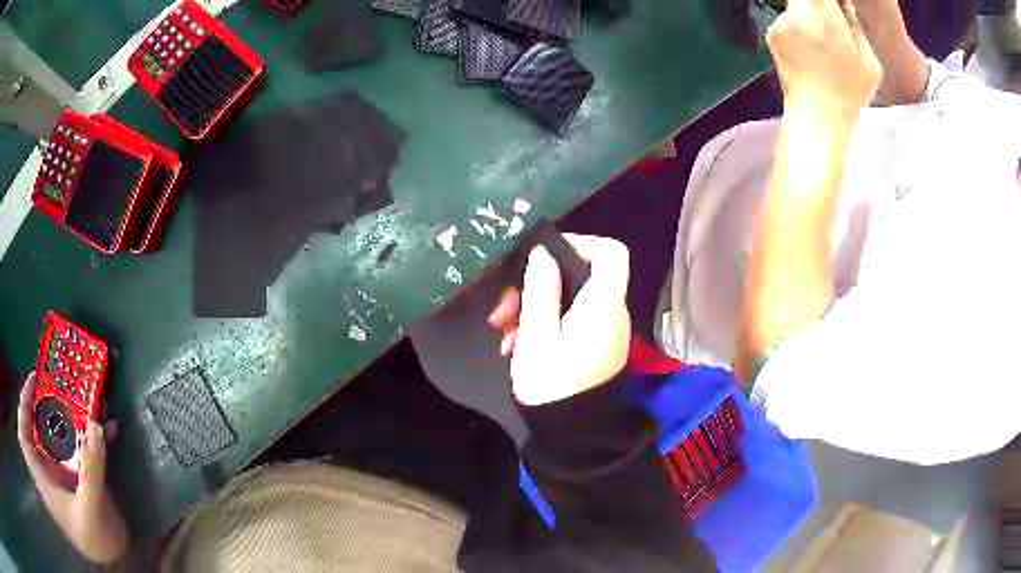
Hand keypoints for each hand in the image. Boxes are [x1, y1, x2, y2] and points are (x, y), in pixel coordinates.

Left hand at [17, 373, 127, 562]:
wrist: (117, 564)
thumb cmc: (96, 542)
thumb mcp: (91, 510)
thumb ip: (91, 471)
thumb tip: (96, 426)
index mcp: (43, 479)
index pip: (24, 437)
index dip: (23, 407)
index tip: (34, 382)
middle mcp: (49, 472)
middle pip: (39, 430)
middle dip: (46, 405)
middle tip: (59, 385)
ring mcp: (64, 475)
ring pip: (60, 438)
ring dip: (72, 418)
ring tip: (83, 399)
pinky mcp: (79, 477)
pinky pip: (80, 450)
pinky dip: (92, 437)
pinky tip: (108, 429)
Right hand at [489, 234, 630, 404]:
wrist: (573, 438)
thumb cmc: (554, 386)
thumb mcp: (537, 336)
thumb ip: (540, 290)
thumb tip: (543, 253)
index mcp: (603, 305)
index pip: (611, 253)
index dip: (580, 244)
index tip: (543, 257)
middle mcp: (610, 312)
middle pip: (579, 275)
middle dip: (537, 285)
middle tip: (503, 309)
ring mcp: (602, 330)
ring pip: (568, 299)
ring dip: (532, 308)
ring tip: (503, 334)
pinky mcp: (592, 345)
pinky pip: (569, 320)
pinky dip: (543, 325)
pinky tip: (515, 346)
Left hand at [767, 0, 882, 119]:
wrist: (817, 118)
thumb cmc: (850, 93)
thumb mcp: (869, 61)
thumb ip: (854, 23)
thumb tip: (843, 2)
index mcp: (823, 17)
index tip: (840, 7)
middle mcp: (796, 14)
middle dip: (823, 3)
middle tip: (836, 18)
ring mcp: (780, 22)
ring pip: (797, 4)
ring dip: (811, 12)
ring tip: (827, 40)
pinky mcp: (771, 33)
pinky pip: (789, 19)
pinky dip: (801, 25)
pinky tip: (812, 50)